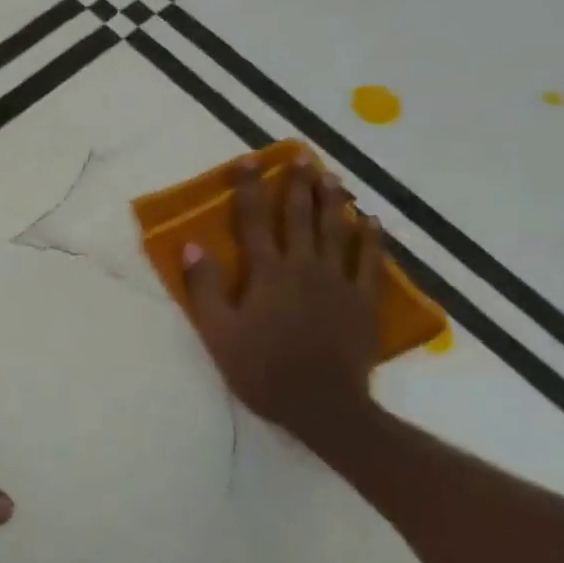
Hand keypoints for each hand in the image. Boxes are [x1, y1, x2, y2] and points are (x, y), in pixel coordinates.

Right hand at [182, 162, 383, 447]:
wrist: (322, 405)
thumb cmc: (262, 369)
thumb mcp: (218, 333)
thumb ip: (205, 288)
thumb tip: (192, 246)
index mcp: (267, 273)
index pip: (254, 220)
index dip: (249, 188)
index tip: (247, 160)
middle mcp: (304, 267)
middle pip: (300, 217)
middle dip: (297, 184)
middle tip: (301, 157)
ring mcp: (338, 282)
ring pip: (337, 231)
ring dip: (333, 202)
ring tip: (333, 177)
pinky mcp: (363, 301)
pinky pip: (371, 262)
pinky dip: (371, 239)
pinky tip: (371, 222)